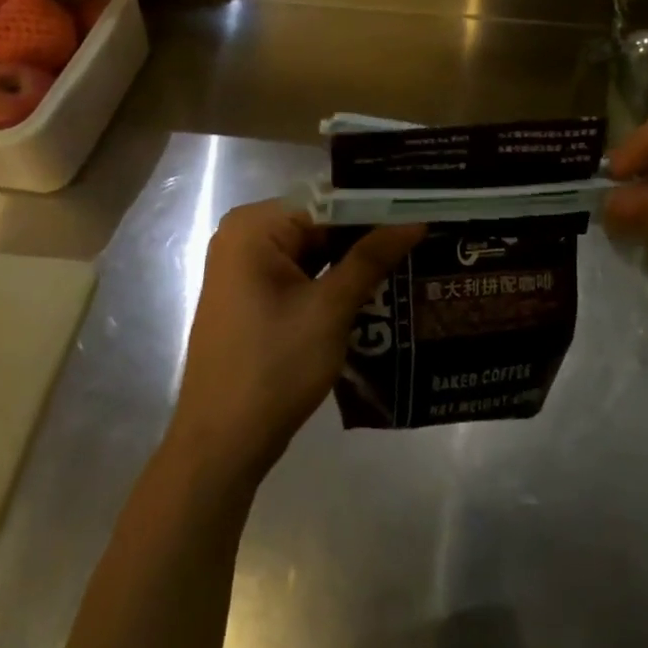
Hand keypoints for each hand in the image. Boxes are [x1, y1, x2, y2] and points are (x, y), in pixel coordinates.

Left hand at [167, 200, 421, 486]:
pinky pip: (302, 275)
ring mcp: (246, 270)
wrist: (222, 445)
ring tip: (413, 257)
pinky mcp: (253, 298)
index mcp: (254, 227)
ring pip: (314, 251)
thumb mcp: (330, 309)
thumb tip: (415, 221)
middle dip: (368, 235)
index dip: (376, 208)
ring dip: (355, 261)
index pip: (327, 202)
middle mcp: (244, 238)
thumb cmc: (273, 368)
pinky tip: (379, 287)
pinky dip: (334, 282)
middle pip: (320, 224)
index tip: (423, 212)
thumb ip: (371, 258)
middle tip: (426, 236)